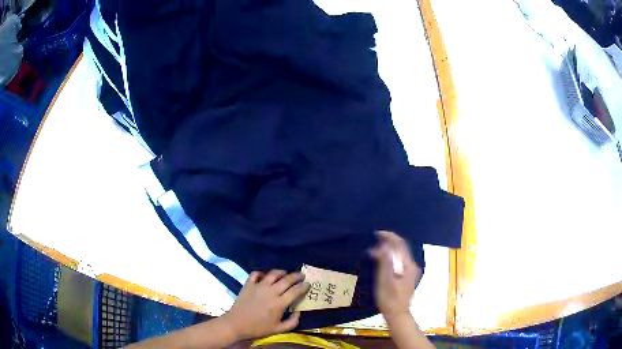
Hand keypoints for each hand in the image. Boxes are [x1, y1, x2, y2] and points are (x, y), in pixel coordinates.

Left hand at [223, 270, 309, 340]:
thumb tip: (298, 312)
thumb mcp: (278, 330)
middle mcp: (271, 292)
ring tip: (286, 273)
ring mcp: (258, 286)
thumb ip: (292, 322)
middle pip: (287, 279)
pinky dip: (261, 273)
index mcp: (279, 303)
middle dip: (296, 276)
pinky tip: (265, 275)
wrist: (236, 324)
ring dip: (282, 272)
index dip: (303, 286)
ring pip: (273, 274)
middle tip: (301, 275)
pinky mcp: (248, 284)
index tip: (308, 284)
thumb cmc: (258, 328)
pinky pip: (256, 274)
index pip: (295, 291)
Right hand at [370, 230, 422, 321]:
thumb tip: (381, 245)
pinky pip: (399, 259)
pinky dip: (390, 255)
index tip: (376, 233)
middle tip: (374, 239)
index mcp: (408, 265)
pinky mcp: (407, 275)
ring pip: (400, 253)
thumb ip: (384, 262)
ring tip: (375, 246)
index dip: (389, 236)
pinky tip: (382, 257)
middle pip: (401, 247)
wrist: (397, 313)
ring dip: (389, 247)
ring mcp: (410, 270)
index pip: (400, 244)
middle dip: (388, 240)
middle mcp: (412, 265)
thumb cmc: (389, 299)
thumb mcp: (385, 281)